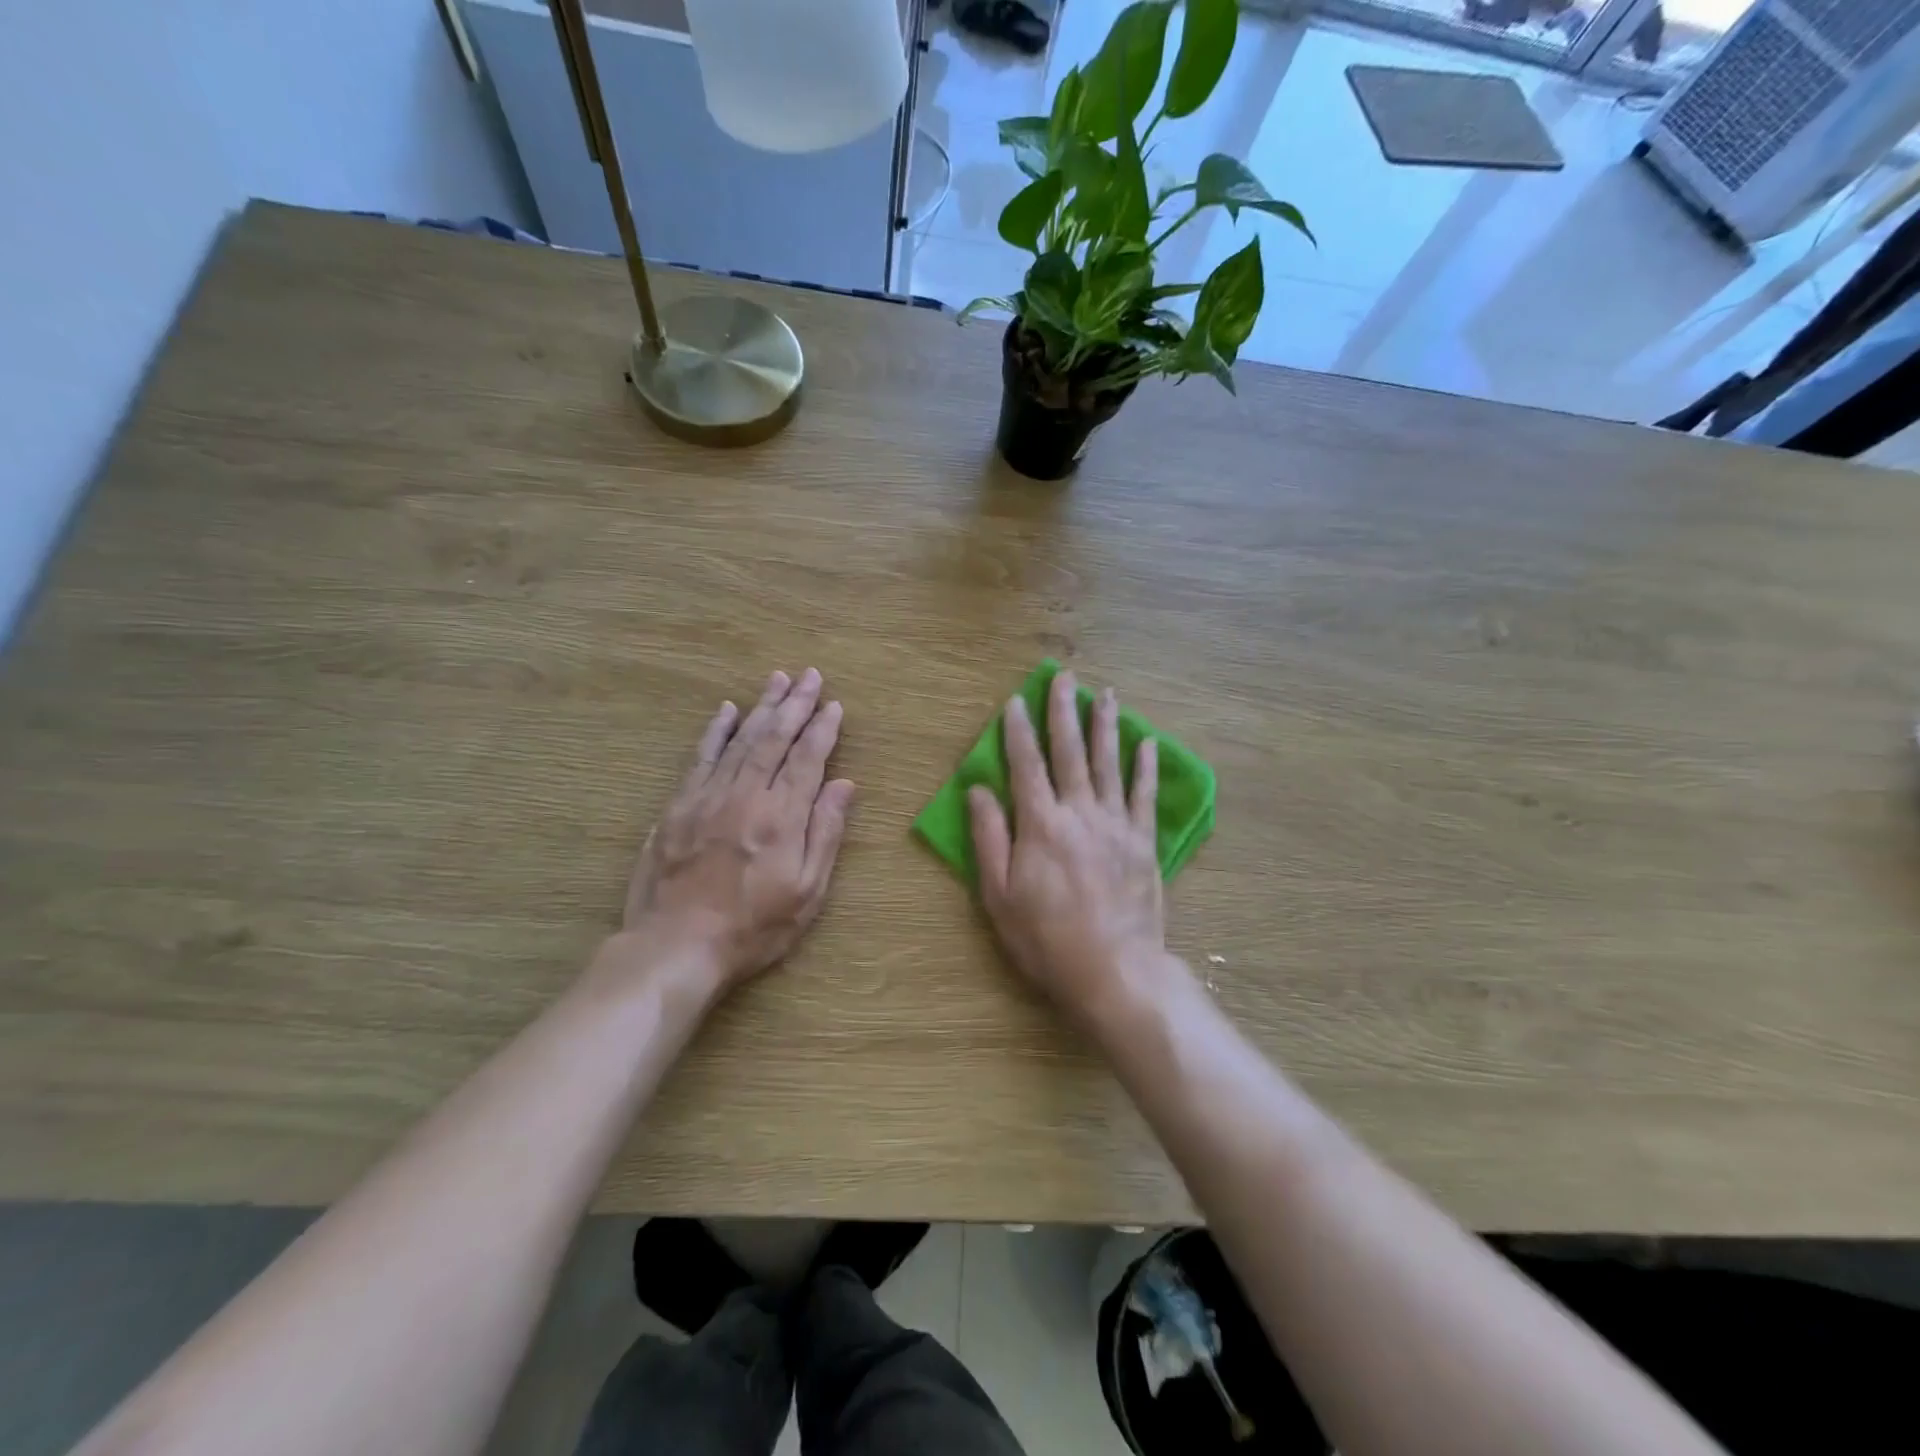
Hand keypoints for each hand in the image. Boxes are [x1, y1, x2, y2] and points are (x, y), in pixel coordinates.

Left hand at [624, 668, 854, 987]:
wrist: (676, 947)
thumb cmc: (753, 927)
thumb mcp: (807, 892)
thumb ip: (826, 833)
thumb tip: (845, 784)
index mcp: (782, 817)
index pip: (807, 759)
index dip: (822, 730)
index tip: (833, 705)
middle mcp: (746, 796)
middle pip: (774, 739)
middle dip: (795, 705)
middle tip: (810, 676)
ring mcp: (708, 797)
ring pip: (740, 740)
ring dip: (761, 707)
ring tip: (777, 680)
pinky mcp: (678, 806)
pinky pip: (701, 757)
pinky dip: (715, 731)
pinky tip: (726, 710)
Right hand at [968, 670, 1169, 1023]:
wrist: (1114, 970)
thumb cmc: (1046, 938)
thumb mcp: (999, 895)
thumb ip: (989, 838)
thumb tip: (978, 789)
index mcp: (1040, 824)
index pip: (1026, 764)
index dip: (1018, 730)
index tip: (1016, 700)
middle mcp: (1079, 812)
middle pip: (1070, 751)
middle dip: (1064, 711)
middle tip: (1065, 677)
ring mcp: (1116, 824)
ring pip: (1110, 763)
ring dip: (1106, 726)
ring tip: (1106, 694)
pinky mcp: (1142, 841)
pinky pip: (1143, 795)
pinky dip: (1145, 766)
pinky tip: (1147, 742)